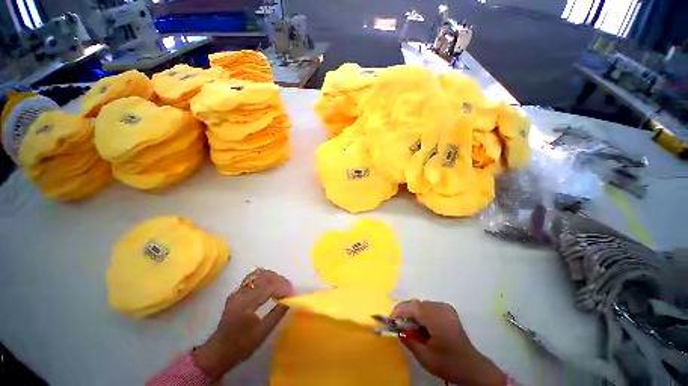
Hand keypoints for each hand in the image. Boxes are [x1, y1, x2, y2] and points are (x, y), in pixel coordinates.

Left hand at [192, 269, 293, 378]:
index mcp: (245, 304)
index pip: (268, 287)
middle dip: (279, 280)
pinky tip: (271, 287)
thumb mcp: (262, 333)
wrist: (218, 352)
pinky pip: (254, 277)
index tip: (293, 294)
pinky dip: (266, 279)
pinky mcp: (238, 292)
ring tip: (281, 287)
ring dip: (273, 277)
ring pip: (258, 273)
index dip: (283, 288)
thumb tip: (290, 301)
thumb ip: (277, 314)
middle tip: (289, 290)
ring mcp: (238, 291)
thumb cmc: (240, 346)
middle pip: (264, 276)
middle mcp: (240, 293)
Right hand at [392, 300, 506, 385]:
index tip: (390, 320)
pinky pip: (428, 306)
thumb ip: (409, 340)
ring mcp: (446, 307)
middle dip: (404, 312)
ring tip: (409, 326)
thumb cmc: (448, 364)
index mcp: (437, 320)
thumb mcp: (425, 358)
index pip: (413, 307)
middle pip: (416, 304)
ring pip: (421, 304)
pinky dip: (421, 313)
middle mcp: (441, 308)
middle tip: (398, 324)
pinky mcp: (447, 309)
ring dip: (412, 312)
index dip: (399, 311)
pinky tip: (421, 325)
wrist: (472, 367)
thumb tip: (397, 329)